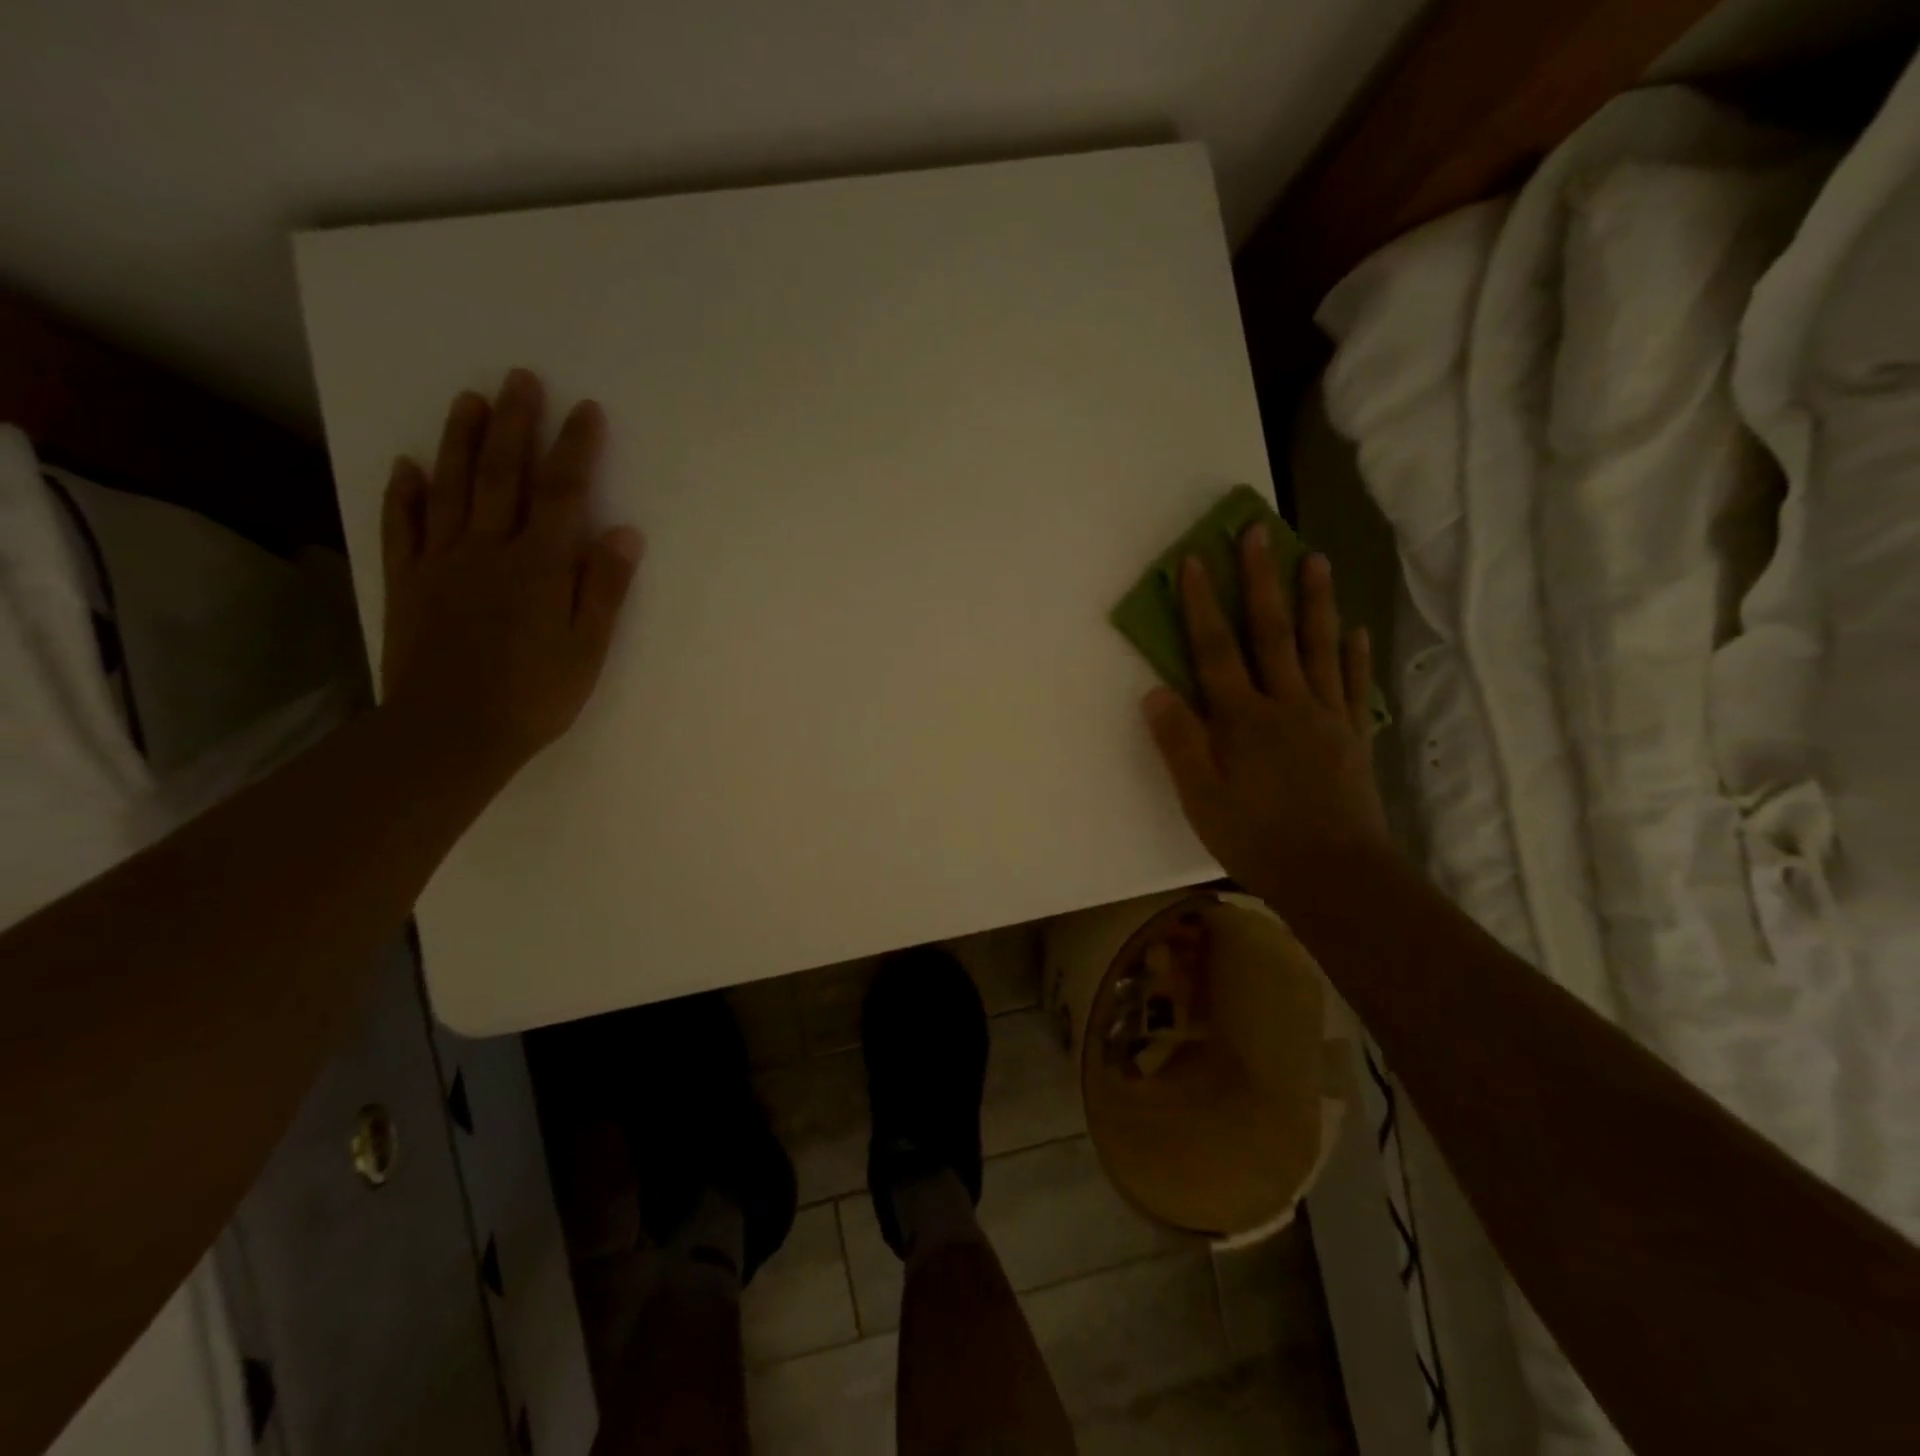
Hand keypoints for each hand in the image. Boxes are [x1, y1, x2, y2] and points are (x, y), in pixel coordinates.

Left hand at [380, 369, 642, 780]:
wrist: (451, 732)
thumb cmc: (535, 695)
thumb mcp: (587, 648)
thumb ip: (603, 588)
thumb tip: (624, 532)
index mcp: (539, 566)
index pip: (562, 494)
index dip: (575, 449)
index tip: (586, 410)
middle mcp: (489, 550)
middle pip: (502, 475)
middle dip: (515, 424)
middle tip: (521, 378)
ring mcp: (441, 562)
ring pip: (451, 488)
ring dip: (461, 441)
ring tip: (469, 399)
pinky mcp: (408, 582)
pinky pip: (403, 526)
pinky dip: (404, 492)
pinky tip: (409, 466)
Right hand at [1143, 526, 1390, 907]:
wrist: (1335, 875)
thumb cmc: (1256, 838)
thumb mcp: (1200, 797)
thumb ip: (1179, 741)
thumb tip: (1155, 690)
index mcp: (1242, 718)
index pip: (1216, 650)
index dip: (1202, 605)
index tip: (1196, 561)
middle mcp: (1286, 704)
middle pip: (1271, 633)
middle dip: (1262, 581)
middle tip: (1259, 533)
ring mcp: (1326, 717)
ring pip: (1319, 647)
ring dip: (1315, 600)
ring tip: (1316, 558)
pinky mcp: (1353, 737)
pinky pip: (1353, 684)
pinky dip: (1353, 653)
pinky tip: (1354, 630)